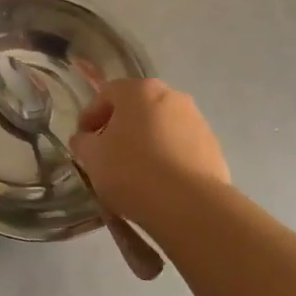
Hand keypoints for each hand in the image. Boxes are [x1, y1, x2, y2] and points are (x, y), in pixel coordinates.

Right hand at [69, 79, 229, 225]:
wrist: (189, 205)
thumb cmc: (132, 171)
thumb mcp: (92, 157)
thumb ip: (83, 143)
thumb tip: (85, 139)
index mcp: (140, 90)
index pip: (106, 94)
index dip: (90, 116)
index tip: (82, 141)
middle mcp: (172, 96)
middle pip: (137, 108)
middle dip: (120, 128)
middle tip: (107, 155)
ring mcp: (197, 121)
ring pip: (161, 127)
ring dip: (145, 142)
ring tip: (135, 173)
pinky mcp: (213, 147)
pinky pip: (181, 147)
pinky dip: (167, 158)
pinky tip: (159, 183)